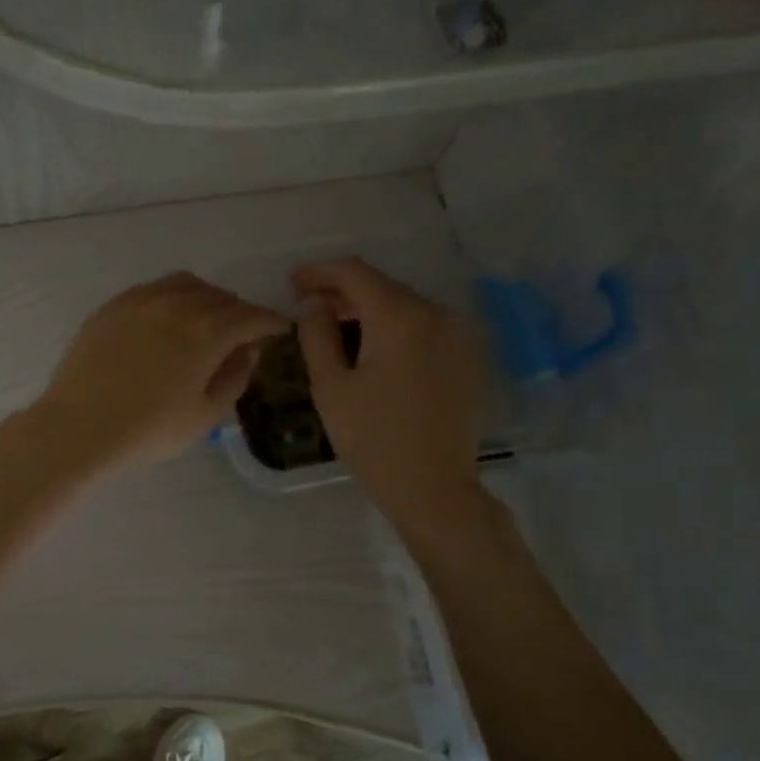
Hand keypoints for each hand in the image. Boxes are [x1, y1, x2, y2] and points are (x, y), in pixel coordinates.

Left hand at [33, 272, 290, 473]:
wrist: (79, 428)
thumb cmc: (148, 431)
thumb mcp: (205, 415)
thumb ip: (235, 377)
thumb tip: (248, 350)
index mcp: (207, 332)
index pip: (251, 316)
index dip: (271, 322)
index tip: (280, 330)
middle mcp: (178, 304)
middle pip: (221, 297)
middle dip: (239, 312)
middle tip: (242, 334)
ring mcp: (141, 300)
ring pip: (187, 285)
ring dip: (206, 299)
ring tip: (205, 321)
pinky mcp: (113, 305)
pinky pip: (153, 289)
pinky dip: (172, 298)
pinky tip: (166, 320)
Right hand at [292, 259, 486, 543]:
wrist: (433, 487)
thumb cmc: (373, 440)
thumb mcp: (331, 387)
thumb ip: (317, 335)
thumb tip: (315, 306)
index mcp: (399, 317)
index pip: (355, 273)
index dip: (319, 273)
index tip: (293, 284)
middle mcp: (435, 313)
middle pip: (382, 286)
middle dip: (343, 292)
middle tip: (309, 307)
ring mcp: (457, 334)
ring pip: (404, 306)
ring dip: (369, 310)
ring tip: (337, 327)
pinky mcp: (466, 356)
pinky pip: (423, 327)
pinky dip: (394, 328)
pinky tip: (374, 349)